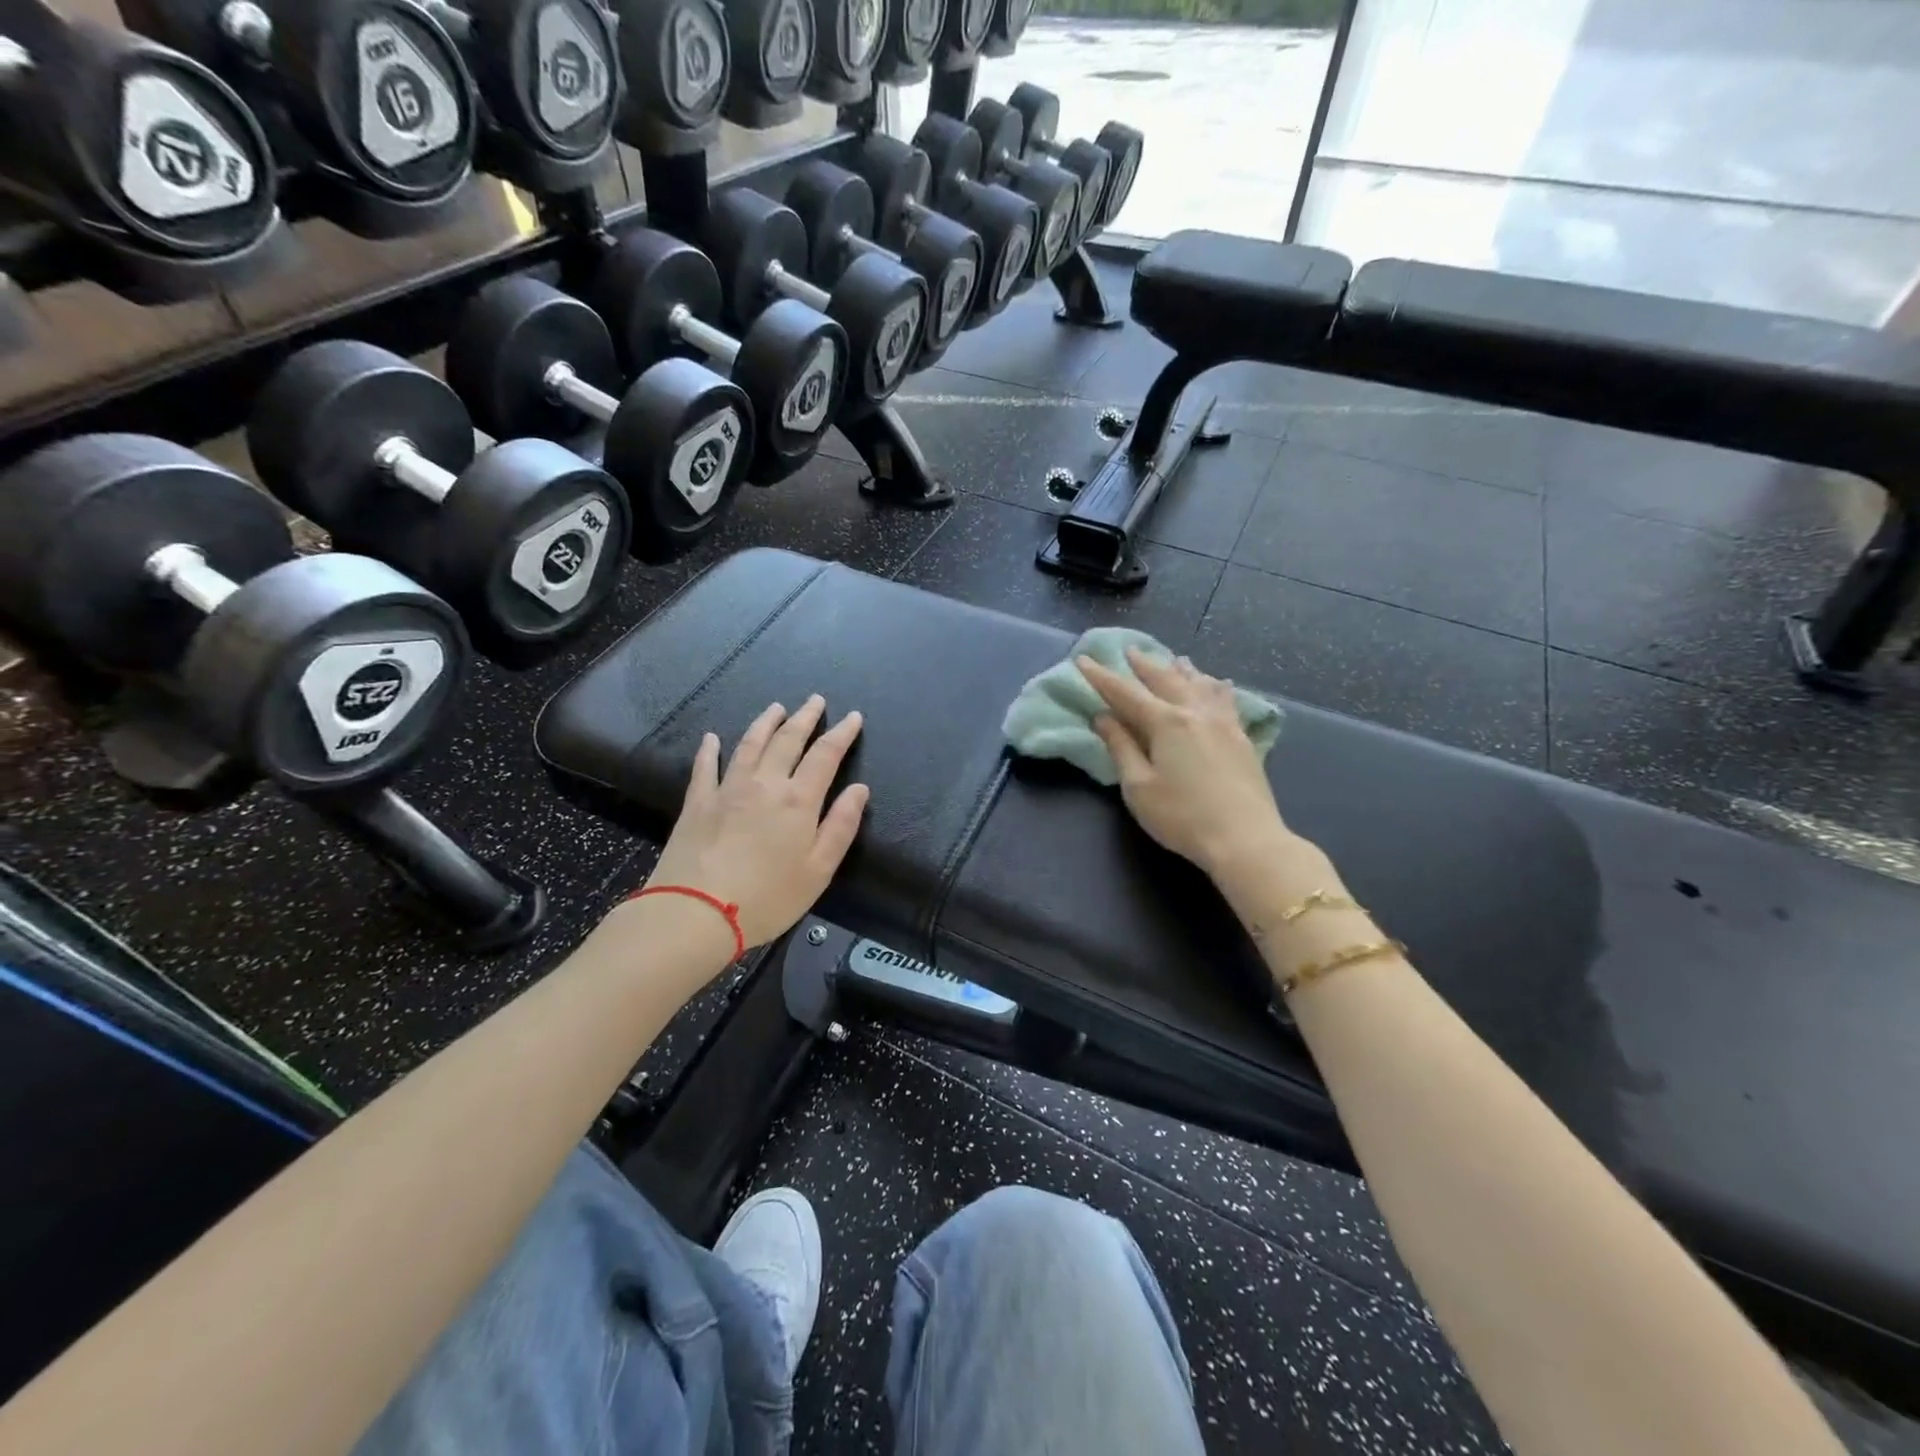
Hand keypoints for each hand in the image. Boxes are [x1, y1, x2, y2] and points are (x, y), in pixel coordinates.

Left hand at [647, 696, 868, 947]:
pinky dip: (709, 749)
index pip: (825, 755)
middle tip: (815, 700)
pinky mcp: (697, 802)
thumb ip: (841, 826)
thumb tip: (859, 789)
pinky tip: (711, 738)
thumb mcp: (819, 870)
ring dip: (765, 723)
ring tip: (776, 708)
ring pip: (749, 744)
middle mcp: (764, 783)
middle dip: (805, 717)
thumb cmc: (768, 898)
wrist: (696, 912)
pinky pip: (705, 767)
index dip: (841, 734)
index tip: (853, 717)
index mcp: (798, 800)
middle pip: (787, 741)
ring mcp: (727, 789)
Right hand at [1082, 649, 1289, 883]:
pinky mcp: (1242, 738)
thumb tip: (1104, 718)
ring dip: (1181, 670)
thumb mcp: (1138, 787)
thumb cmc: (1182, 816)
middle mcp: (1195, 712)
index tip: (1083, 659)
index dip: (1101, 677)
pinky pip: (1226, 700)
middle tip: (1130, 650)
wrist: (1245, 840)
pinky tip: (1219, 684)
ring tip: (1173, 659)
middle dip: (1144, 665)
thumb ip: (1121, 748)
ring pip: (1200, 684)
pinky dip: (1216, 687)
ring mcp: (1224, 723)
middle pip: (1165, 680)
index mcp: (1166, 722)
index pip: (1125, 693)